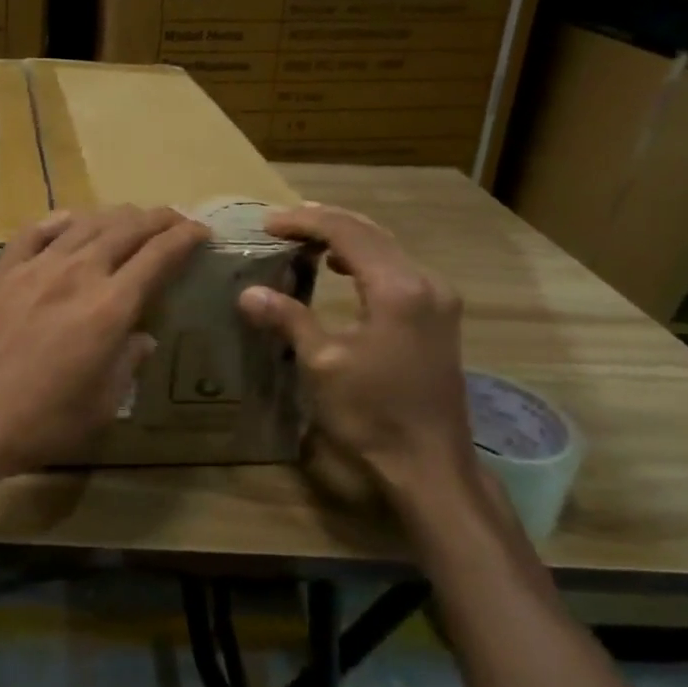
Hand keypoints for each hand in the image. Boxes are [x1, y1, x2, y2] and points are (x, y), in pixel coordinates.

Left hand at [0, 206, 209, 491]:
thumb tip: (142, 338)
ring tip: (130, 217)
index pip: (158, 255)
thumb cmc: (38, 424)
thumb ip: (127, 365)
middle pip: (126, 229)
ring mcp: (35, 267)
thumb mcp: (100, 406)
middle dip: (157, 218)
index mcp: (110, 307)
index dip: (184, 237)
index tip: (200, 230)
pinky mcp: (0, 271)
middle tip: (173, 218)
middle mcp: (77, 274)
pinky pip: (34, 232)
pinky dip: (59, 220)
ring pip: (84, 223)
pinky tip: (69, 220)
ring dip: (115, 215)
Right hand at [237, 204, 475, 513]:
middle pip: (370, 232)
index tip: (267, 225)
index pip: (346, 233)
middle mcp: (425, 281)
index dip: (304, 223)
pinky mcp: (439, 315)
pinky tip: (341, 266)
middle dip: (323, 222)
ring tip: (303, 237)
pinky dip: (364, 257)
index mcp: (397, 289)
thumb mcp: (322, 365)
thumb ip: (288, 319)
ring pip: (387, 246)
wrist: (430, 464)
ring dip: (344, 236)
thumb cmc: (373, 414)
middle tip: (280, 224)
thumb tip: (248, 293)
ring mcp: (438, 298)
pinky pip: (397, 266)